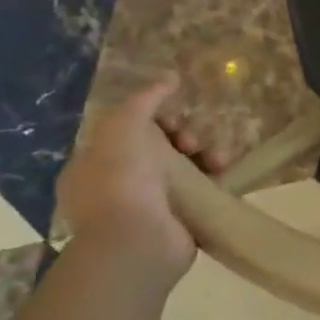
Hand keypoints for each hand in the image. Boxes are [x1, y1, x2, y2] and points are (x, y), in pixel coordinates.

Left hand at [56, 75, 223, 285]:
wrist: (137, 241)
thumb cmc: (121, 180)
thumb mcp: (124, 126)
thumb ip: (145, 99)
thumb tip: (169, 77)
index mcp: (93, 166)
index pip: (127, 134)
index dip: (154, 121)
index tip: (172, 120)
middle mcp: (116, 188)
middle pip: (158, 150)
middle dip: (182, 138)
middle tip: (192, 141)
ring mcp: (147, 209)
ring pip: (183, 170)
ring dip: (204, 156)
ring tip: (218, 158)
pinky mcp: (177, 224)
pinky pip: (201, 193)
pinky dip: (215, 180)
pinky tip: (226, 172)